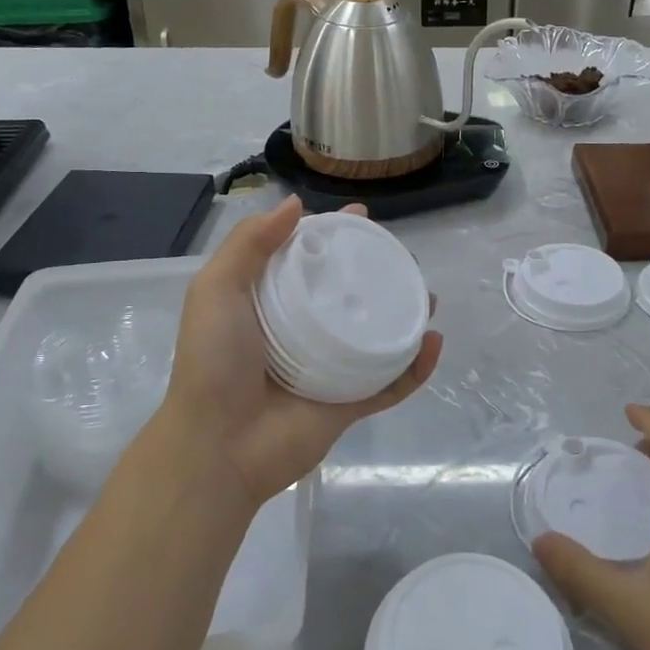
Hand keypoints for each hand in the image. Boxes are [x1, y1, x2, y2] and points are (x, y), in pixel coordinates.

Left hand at [153, 195, 441, 512]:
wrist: (219, 445)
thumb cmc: (215, 361)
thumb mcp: (217, 289)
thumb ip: (249, 244)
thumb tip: (296, 204)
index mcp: (272, 302)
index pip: (311, 259)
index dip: (336, 235)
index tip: (362, 216)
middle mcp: (304, 330)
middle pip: (350, 294)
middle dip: (379, 273)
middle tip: (404, 258)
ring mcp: (330, 369)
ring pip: (377, 335)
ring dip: (406, 315)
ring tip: (428, 297)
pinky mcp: (349, 404)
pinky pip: (390, 383)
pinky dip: (416, 367)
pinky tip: (434, 342)